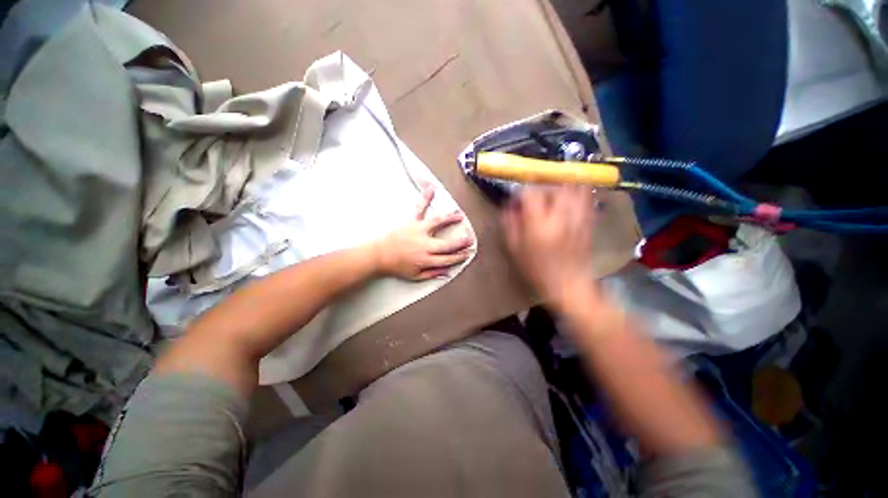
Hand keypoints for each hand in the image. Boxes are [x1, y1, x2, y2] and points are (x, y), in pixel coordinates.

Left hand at [373, 185, 473, 280]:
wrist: (378, 255)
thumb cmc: (396, 266)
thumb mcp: (415, 276)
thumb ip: (432, 274)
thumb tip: (447, 272)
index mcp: (426, 260)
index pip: (448, 259)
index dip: (459, 257)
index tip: (466, 253)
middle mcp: (424, 245)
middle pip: (447, 244)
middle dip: (461, 242)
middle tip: (469, 239)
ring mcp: (418, 231)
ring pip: (438, 223)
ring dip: (450, 219)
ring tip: (459, 215)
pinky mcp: (411, 222)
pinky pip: (419, 209)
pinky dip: (425, 198)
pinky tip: (431, 189)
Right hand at [501, 187, 598, 305]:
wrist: (569, 284)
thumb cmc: (537, 269)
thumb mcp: (515, 249)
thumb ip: (510, 224)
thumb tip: (509, 207)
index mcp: (539, 225)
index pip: (530, 194)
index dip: (521, 193)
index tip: (516, 201)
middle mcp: (560, 216)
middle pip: (553, 187)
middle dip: (540, 188)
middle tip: (534, 198)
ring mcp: (577, 217)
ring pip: (573, 188)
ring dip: (560, 186)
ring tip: (552, 195)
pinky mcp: (588, 221)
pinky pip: (586, 198)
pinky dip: (578, 192)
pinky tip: (569, 198)